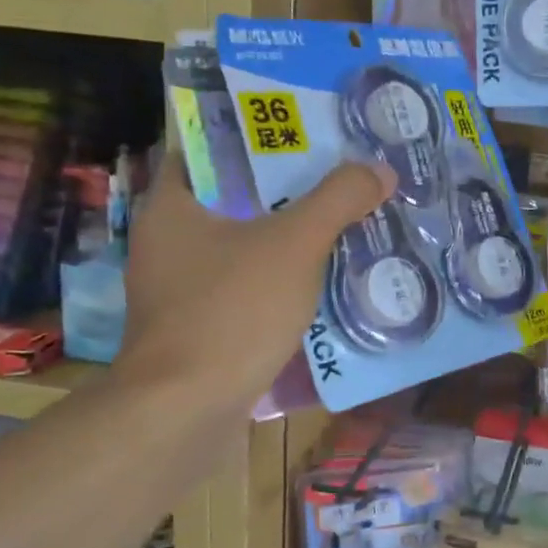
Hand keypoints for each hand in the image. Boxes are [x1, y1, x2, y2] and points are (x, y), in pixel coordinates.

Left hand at [114, 153, 393, 412]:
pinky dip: (279, 282)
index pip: (208, 150)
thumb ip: (338, 200)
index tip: (305, 135)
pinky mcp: (197, 329)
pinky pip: (245, 289)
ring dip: (287, 240)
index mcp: (171, 207)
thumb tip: (380, 170)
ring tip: (341, 226)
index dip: (256, 137)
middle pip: (233, 200)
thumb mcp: (295, 245)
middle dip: (287, 191)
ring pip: (242, 248)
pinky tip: (321, 284)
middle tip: (337, 179)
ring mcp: (178, 291)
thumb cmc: (231, 312)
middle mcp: (166, 243)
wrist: (186, 413)